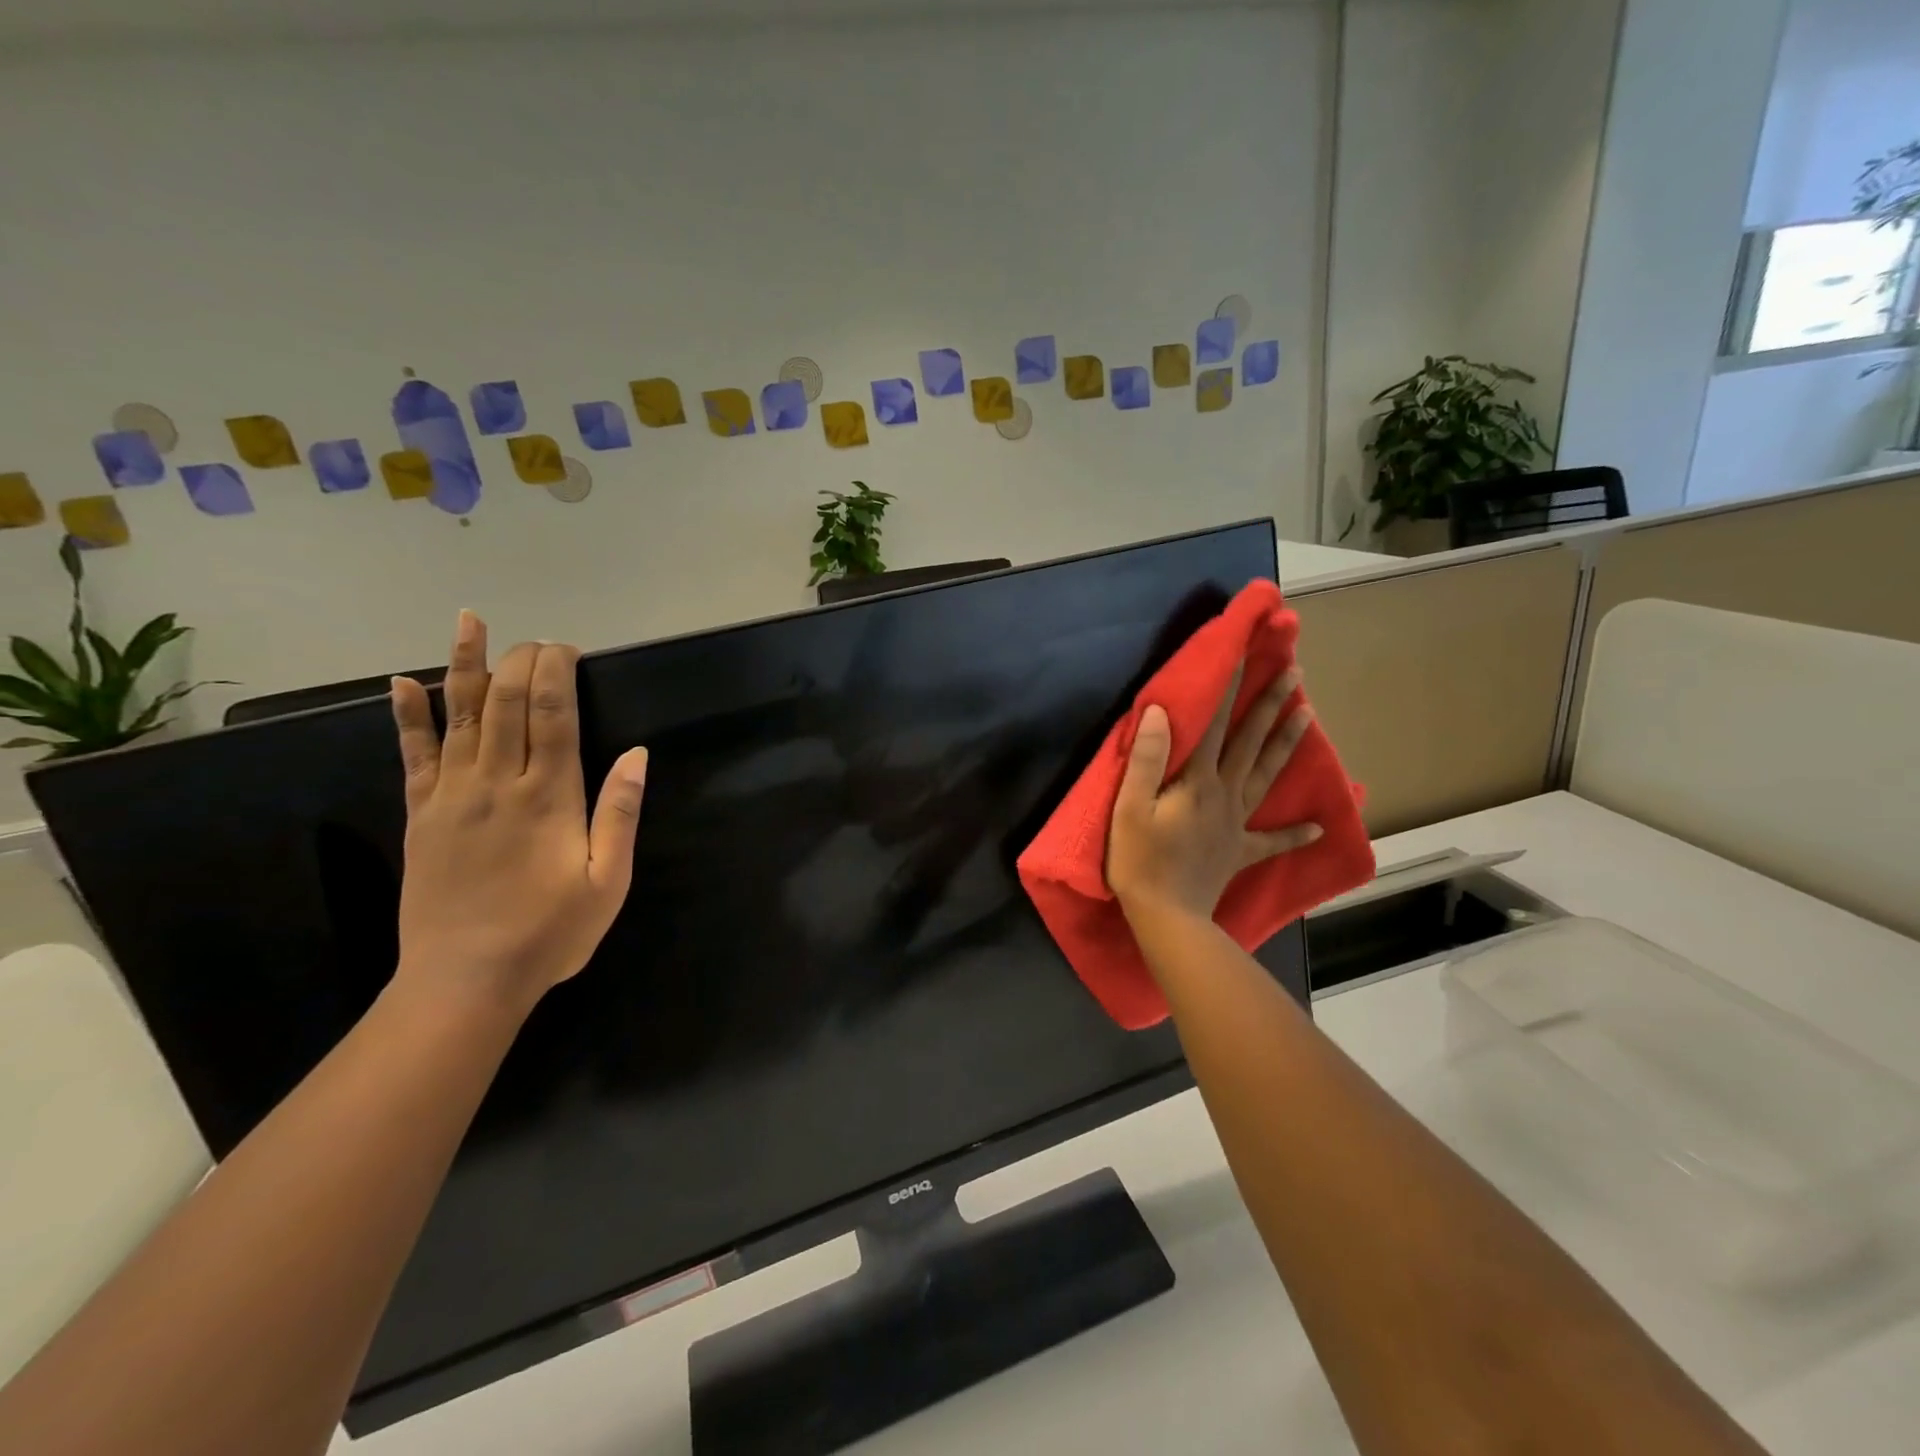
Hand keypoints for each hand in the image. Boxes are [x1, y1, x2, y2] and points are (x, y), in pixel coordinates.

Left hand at [389, 610, 648, 1017]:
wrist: (465, 981)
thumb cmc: (551, 933)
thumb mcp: (608, 881)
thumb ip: (620, 814)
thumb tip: (636, 754)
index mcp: (548, 797)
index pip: (551, 715)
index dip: (557, 673)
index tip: (567, 649)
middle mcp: (497, 783)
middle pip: (505, 703)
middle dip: (521, 662)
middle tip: (537, 639)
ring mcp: (451, 795)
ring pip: (458, 715)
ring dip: (464, 664)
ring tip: (469, 622)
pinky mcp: (421, 814)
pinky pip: (413, 755)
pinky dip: (408, 716)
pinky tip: (403, 683)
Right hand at [1106, 661, 1320, 922]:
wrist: (1167, 916)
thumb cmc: (1140, 860)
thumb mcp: (1131, 807)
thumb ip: (1147, 759)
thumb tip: (1162, 711)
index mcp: (1197, 781)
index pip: (1213, 725)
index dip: (1227, 689)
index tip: (1243, 655)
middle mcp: (1225, 794)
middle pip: (1251, 743)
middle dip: (1271, 705)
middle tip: (1295, 674)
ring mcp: (1237, 824)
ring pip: (1267, 775)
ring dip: (1287, 744)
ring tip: (1308, 714)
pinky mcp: (1239, 851)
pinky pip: (1272, 841)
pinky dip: (1295, 834)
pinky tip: (1318, 826)